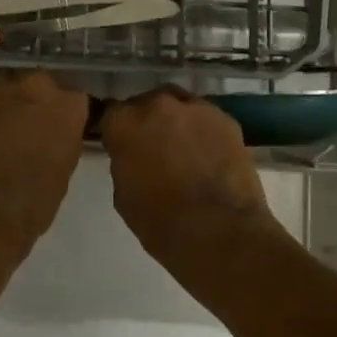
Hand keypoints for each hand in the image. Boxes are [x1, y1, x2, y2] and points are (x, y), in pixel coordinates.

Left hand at [0, 71, 88, 260]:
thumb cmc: (32, 203)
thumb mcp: (64, 169)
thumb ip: (62, 139)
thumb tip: (51, 134)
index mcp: (68, 105)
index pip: (72, 97)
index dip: (62, 113)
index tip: (55, 127)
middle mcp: (35, 85)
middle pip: (36, 84)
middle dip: (32, 101)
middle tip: (24, 128)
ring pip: (3, 88)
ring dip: (2, 104)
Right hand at [99, 87, 282, 286]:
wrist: (220, 233)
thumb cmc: (161, 222)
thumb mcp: (123, 195)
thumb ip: (124, 163)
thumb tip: (133, 157)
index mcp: (123, 123)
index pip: (111, 114)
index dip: (116, 131)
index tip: (121, 145)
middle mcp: (156, 105)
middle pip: (146, 104)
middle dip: (147, 122)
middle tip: (154, 148)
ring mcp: (194, 108)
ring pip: (179, 106)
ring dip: (177, 122)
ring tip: (184, 149)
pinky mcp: (226, 119)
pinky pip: (207, 119)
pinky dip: (204, 132)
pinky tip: (209, 155)